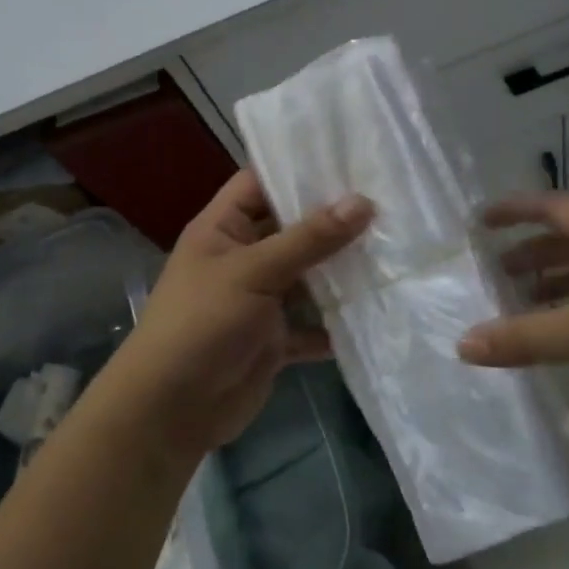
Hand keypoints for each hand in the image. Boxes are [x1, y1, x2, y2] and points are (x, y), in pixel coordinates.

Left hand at [107, 171, 372, 458]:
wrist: (173, 409)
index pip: (258, 183)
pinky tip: (377, 309)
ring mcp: (260, 301)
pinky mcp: (274, 339)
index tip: (348, 159)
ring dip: (341, 272)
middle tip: (388, 201)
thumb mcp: (254, 272)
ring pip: (307, 278)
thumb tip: (362, 202)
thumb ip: (308, 239)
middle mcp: (242, 258)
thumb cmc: (203, 323)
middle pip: (291, 230)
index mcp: (223, 230)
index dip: (295, 169)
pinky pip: (311, 325)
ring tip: (395, 248)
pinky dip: (336, 323)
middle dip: (332, 221)